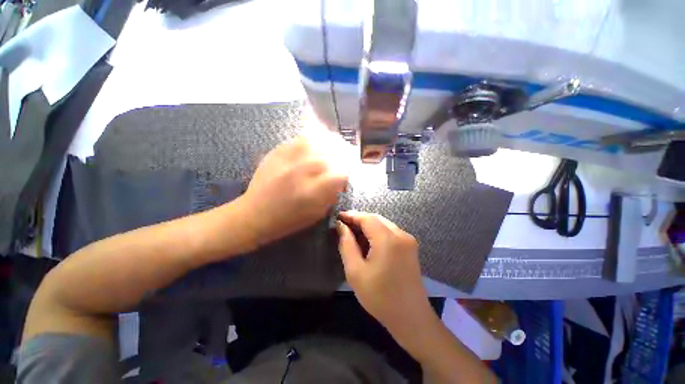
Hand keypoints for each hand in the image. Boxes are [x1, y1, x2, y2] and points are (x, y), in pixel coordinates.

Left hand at [241, 133, 352, 248]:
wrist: (255, 214)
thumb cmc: (288, 220)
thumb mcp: (316, 213)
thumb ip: (332, 194)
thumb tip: (341, 179)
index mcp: (311, 191)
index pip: (339, 173)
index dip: (348, 170)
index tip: (350, 171)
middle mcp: (301, 172)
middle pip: (329, 154)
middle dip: (343, 153)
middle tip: (348, 154)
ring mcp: (287, 159)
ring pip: (315, 141)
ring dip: (330, 141)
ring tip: (337, 143)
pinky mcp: (277, 152)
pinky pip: (299, 138)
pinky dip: (313, 136)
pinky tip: (319, 138)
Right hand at [336, 211, 435, 337]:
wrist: (411, 318)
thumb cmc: (379, 297)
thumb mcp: (355, 272)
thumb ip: (347, 245)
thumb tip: (341, 226)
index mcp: (388, 240)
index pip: (367, 218)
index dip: (351, 215)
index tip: (338, 217)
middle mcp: (401, 234)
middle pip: (376, 218)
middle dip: (359, 219)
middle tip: (343, 225)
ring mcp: (408, 240)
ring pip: (384, 224)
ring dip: (368, 225)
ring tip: (353, 233)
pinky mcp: (410, 246)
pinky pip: (390, 231)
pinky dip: (377, 232)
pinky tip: (368, 241)